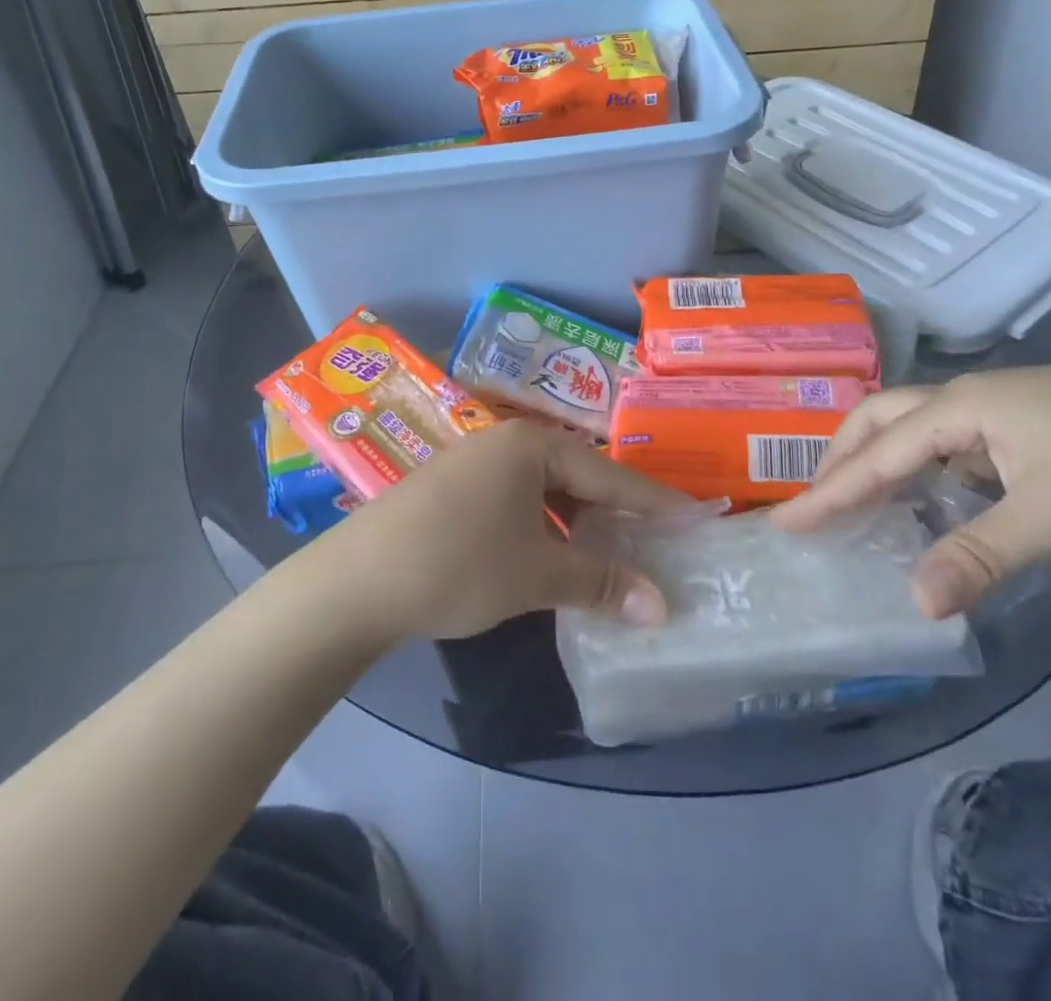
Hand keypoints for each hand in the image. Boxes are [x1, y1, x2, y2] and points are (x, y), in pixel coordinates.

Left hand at [319, 421, 687, 640]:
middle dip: (616, 511)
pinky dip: (544, 526)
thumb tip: (663, 607)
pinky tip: (555, 553)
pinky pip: (516, 501)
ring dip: (578, 522)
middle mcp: (505, 443)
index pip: (609, 472)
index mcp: (531, 445)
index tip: (696, 515)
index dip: (654, 500)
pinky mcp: (453, 491)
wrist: (354, 583)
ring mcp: (474, 464)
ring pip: (545, 490)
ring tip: (613, 551)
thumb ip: (601, 583)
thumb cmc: (458, 564)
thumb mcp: (536, 575)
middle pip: (577, 475)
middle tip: (658, 538)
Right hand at [772, 366, 1050, 618]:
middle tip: (817, 503)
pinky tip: (927, 493)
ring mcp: (995, 406)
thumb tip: (917, 604)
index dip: (830, 490)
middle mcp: (967, 397)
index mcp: (962, 407)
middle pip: (881, 420)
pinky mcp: (1020, 422)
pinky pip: (946, 440)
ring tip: (857, 498)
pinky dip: (918, 465)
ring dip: (878, 458)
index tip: (786, 520)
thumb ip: (980, 555)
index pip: (878, 453)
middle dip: (842, 458)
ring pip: (913, 426)